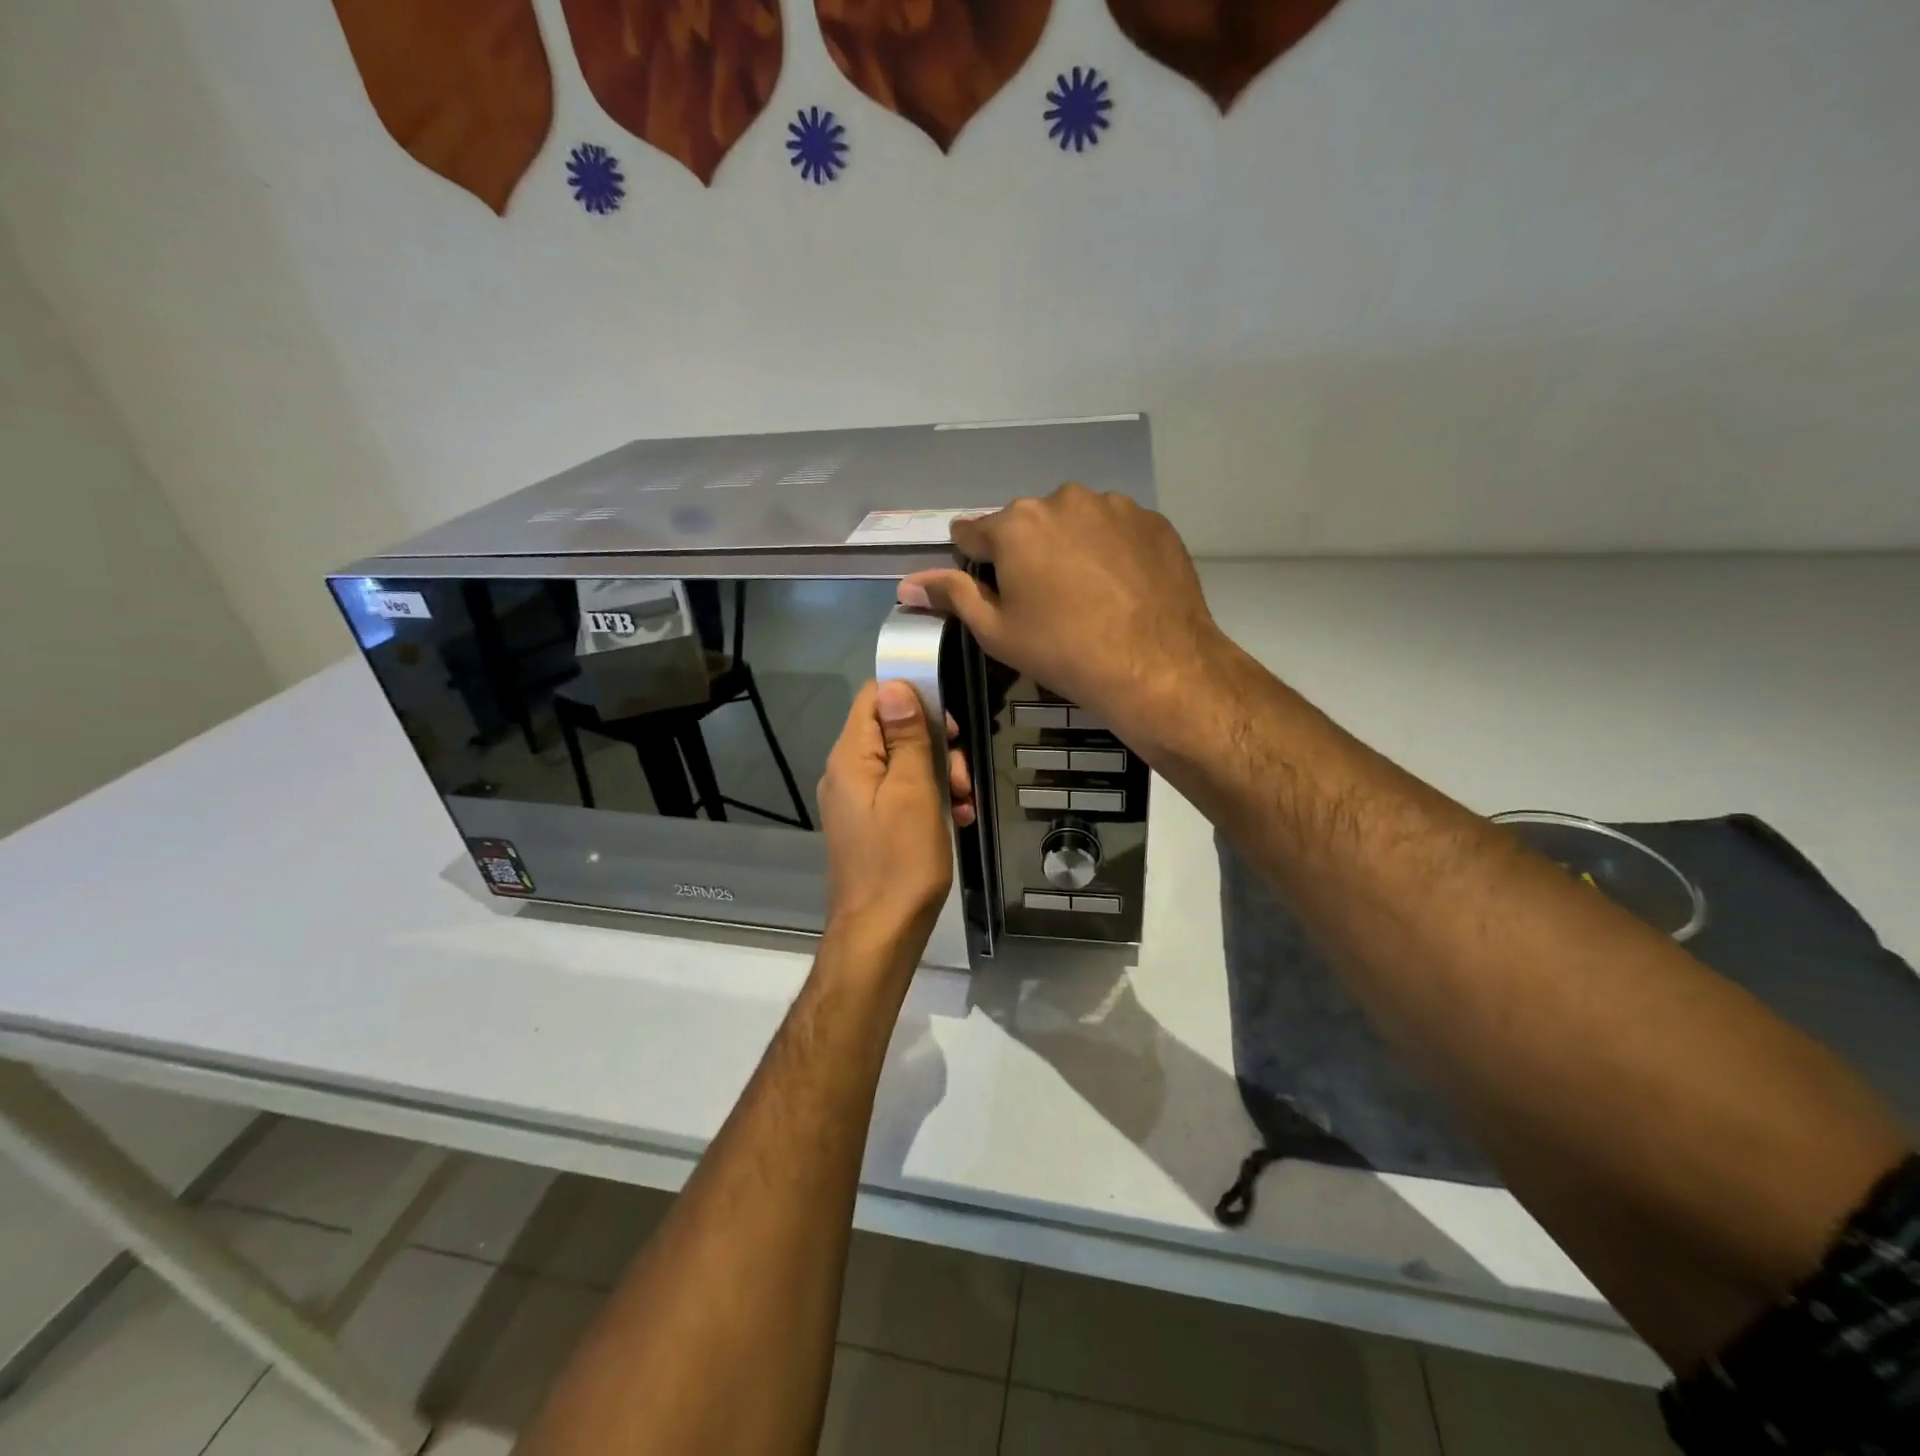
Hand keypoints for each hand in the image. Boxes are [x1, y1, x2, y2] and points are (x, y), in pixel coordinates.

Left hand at [817, 680, 956, 955]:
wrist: (880, 934)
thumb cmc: (901, 862)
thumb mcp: (913, 791)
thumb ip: (906, 737)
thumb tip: (896, 685)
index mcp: (851, 757)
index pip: (874, 697)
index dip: (913, 698)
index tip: (948, 725)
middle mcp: (847, 772)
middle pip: (893, 730)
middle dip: (936, 744)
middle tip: (962, 775)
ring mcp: (857, 800)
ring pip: (903, 763)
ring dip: (940, 774)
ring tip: (964, 802)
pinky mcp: (870, 824)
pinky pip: (901, 794)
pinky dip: (930, 799)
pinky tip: (956, 818)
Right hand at [898, 483, 1222, 753]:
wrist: (1156, 665)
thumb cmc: (1062, 651)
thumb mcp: (996, 631)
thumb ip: (952, 596)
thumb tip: (907, 584)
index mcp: (1015, 525)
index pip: (973, 531)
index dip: (973, 559)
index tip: (987, 585)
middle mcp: (1062, 499)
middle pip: (1027, 523)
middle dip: (1026, 552)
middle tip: (1042, 600)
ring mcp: (1113, 505)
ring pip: (1074, 522)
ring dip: (1069, 547)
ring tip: (1086, 594)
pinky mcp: (1152, 520)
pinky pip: (1116, 529)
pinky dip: (1110, 550)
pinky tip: (1120, 587)